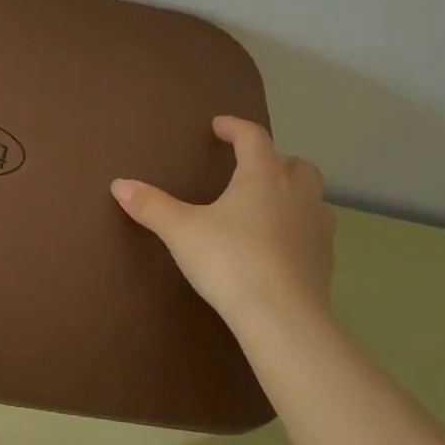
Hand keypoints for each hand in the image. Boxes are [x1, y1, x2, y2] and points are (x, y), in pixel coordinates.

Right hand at [111, 117, 334, 327]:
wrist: (282, 317)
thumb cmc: (230, 260)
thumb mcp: (181, 231)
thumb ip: (151, 206)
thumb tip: (119, 185)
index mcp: (262, 176)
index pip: (253, 137)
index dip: (235, 127)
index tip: (218, 127)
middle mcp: (296, 193)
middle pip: (294, 163)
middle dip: (274, 159)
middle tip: (250, 168)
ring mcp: (316, 227)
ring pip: (312, 196)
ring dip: (293, 193)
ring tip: (269, 205)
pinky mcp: (325, 260)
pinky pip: (315, 230)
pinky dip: (299, 227)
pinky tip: (279, 244)